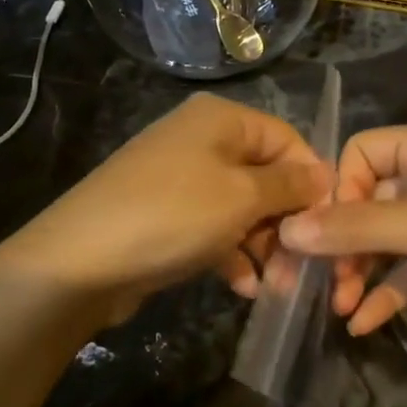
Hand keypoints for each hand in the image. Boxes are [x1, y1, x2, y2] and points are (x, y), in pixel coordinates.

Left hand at [1, 93, 330, 328]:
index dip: (311, 179)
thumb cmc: (172, 216)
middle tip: (303, 264)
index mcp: (220, 119)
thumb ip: (289, 185)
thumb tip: (325, 175)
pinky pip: (212, 226)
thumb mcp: (241, 198)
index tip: (329, 221)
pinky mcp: (163, 213)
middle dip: (286, 220)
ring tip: (276, 285)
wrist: (77, 262)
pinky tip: (242, 287)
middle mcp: (200, 138)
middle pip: (264, 174)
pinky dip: (231, 252)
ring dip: (262, 244)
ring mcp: (178, 177)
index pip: (287, 139)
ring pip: (240, 206)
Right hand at [276, 122, 406, 341]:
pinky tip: (363, 325)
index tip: (327, 233)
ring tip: (340, 307)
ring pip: (383, 240)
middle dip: (341, 242)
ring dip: (359, 271)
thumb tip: (289, 230)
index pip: (360, 154)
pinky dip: (385, 293)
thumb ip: (357, 227)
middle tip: (317, 281)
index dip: (338, 190)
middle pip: (366, 201)